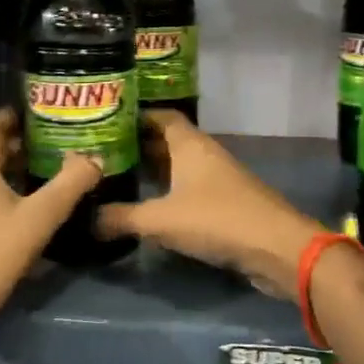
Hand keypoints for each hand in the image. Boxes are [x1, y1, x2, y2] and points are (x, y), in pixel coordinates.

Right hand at [97, 111, 326, 296]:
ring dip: (153, 172)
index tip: (104, 124)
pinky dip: (168, 193)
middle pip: (166, 141)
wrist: (276, 247)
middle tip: (101, 155)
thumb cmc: (217, 219)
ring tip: (118, 179)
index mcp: (190, 144)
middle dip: (137, 146)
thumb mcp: (161, 220)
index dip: (134, 117)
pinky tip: (148, 207)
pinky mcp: (225, 203)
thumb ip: (122, 218)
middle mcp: (204, 154)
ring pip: (178, 167)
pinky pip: (189, 189)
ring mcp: (217, 178)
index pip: (160, 116)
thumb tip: (87, 220)